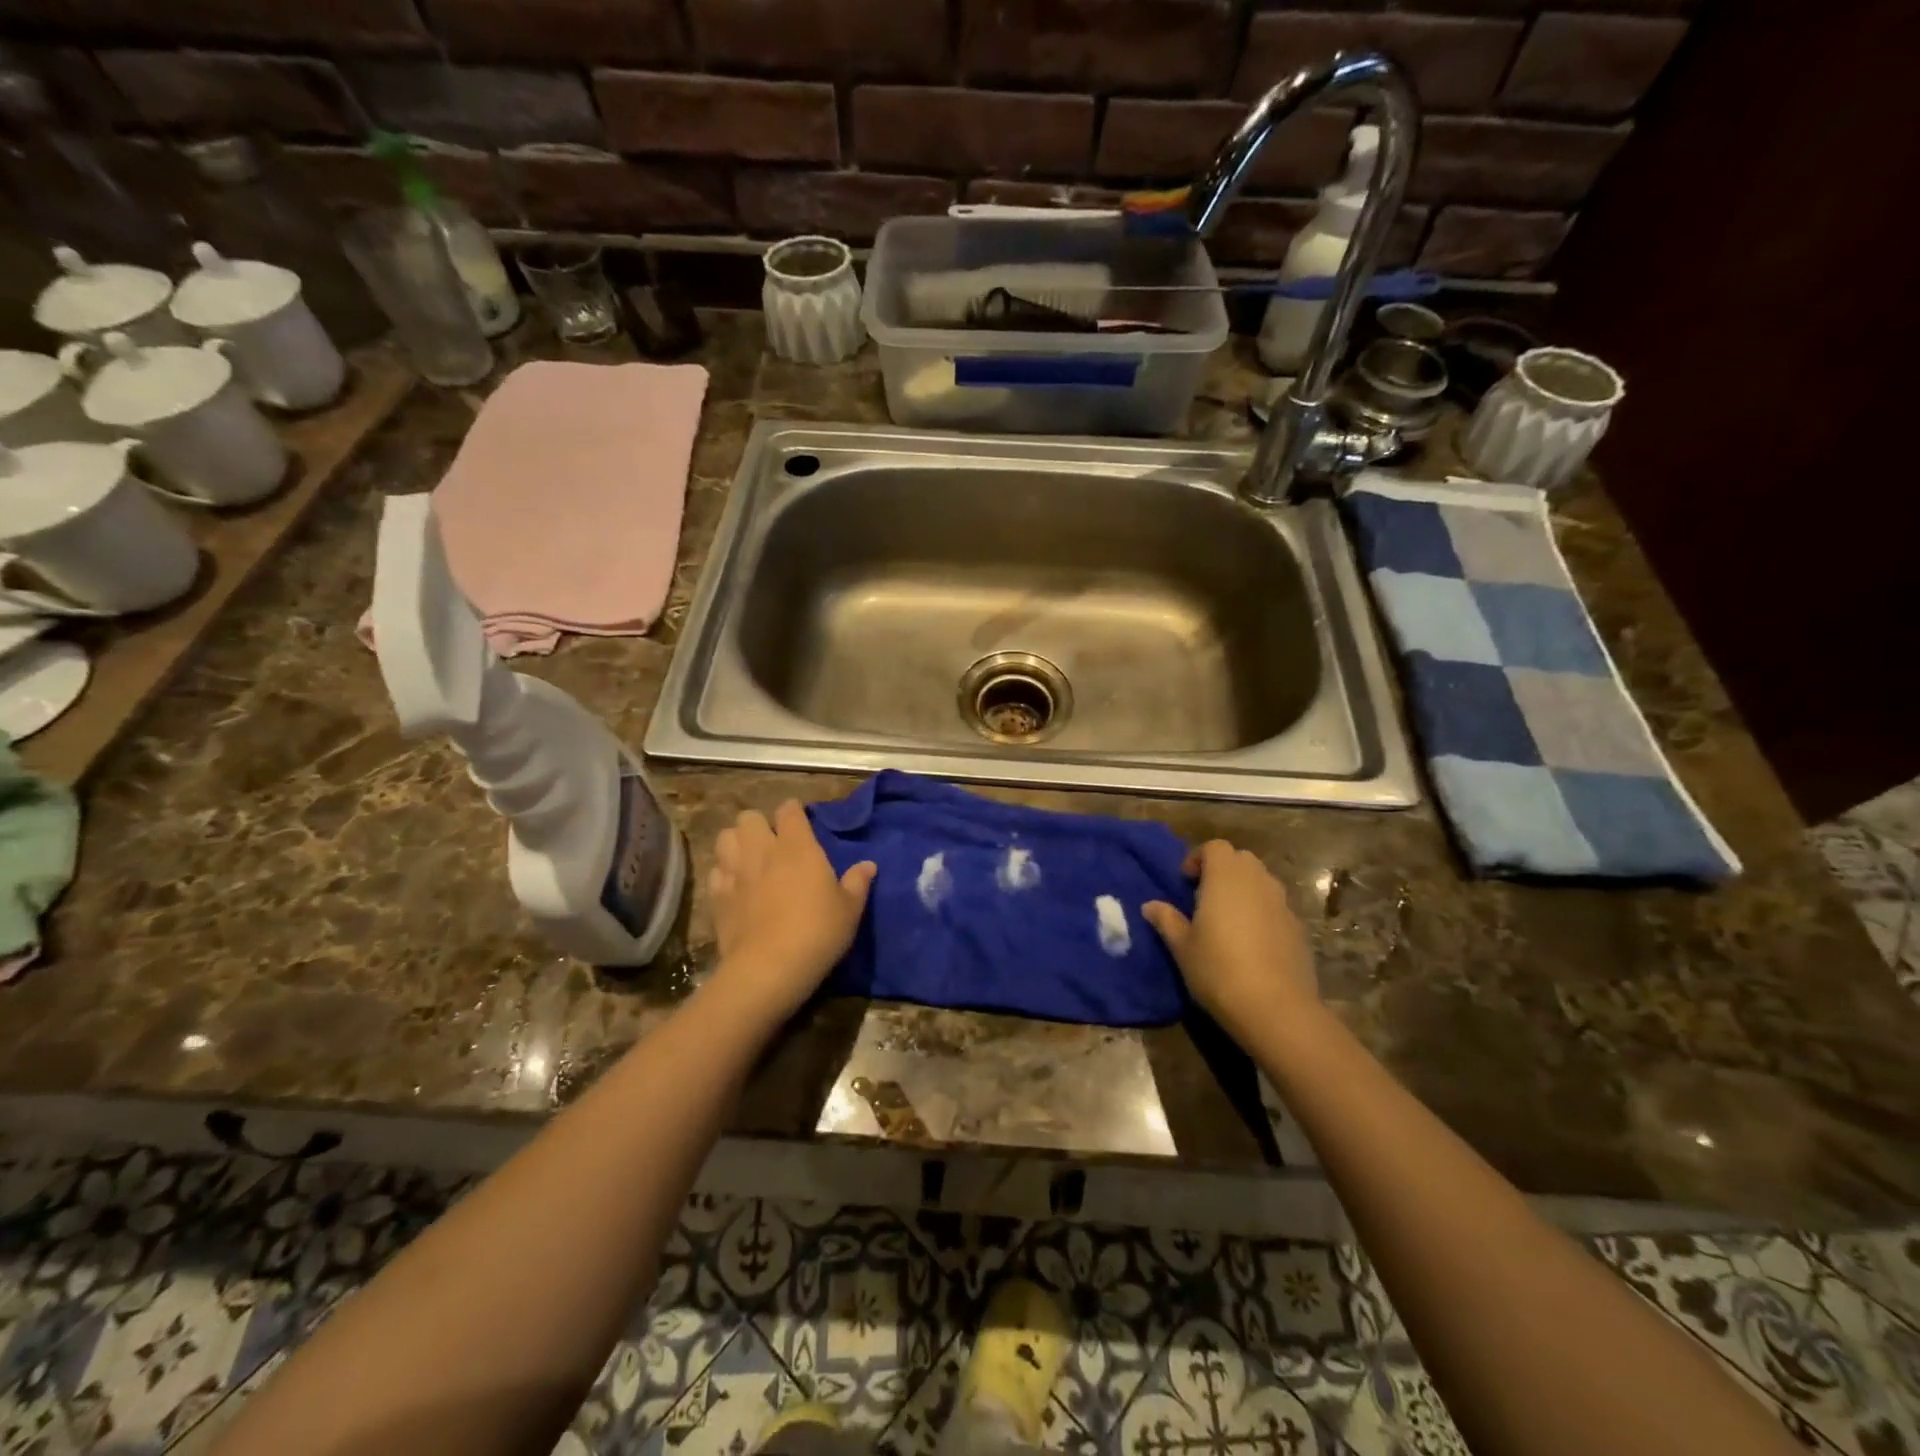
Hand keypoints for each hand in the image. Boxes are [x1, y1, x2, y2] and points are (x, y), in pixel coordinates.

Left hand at [707, 800, 875, 1021]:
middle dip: (759, 824)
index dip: (793, 811)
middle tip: (772, 842)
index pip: (789, 811)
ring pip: (725, 837)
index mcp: (797, 847)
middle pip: (749, 817)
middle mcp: (762, 851)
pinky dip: (723, 872)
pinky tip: (735, 886)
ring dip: (736, 842)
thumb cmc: (818, 932)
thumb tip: (869, 865)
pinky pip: (715, 871)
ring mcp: (735, 873)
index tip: (800, 820)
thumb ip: (857, 883)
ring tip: (749, 858)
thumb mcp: (849, 909)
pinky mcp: (717, 897)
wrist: (769, 968)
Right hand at [1143, 840, 1318, 1047]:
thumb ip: (1166, 920)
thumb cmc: (1218, 970)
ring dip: (1243, 890)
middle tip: (1204, 898)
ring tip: (1227, 920)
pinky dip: (1262, 912)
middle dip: (1222, 871)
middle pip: (1241, 859)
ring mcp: (1282, 903)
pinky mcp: (1299, 927)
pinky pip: (1276, 907)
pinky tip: (1251, 943)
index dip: (1198, 858)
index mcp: (1225, 878)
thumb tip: (1150, 905)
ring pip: (1261, 881)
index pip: (1215, 847)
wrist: (1276, 1008)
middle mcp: (1257, 881)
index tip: (1185, 883)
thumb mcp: (1182, 947)